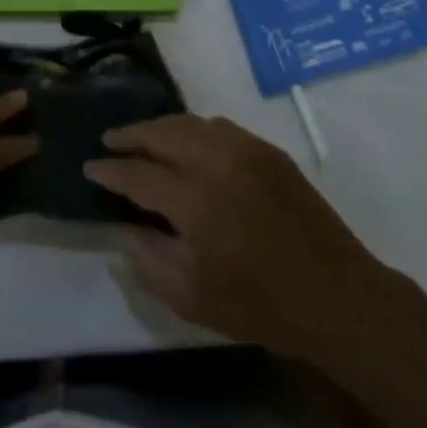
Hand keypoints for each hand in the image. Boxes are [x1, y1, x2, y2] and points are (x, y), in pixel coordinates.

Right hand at [84, 114, 396, 359]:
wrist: (336, 295)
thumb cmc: (260, 305)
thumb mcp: (192, 300)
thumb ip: (149, 260)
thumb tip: (126, 227)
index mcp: (194, 200)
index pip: (138, 175)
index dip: (110, 170)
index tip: (90, 166)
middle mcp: (215, 161)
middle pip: (161, 133)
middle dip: (131, 135)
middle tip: (109, 140)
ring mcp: (244, 149)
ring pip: (189, 122)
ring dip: (160, 127)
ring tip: (142, 136)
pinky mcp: (266, 148)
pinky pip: (218, 126)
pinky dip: (193, 128)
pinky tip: (186, 140)